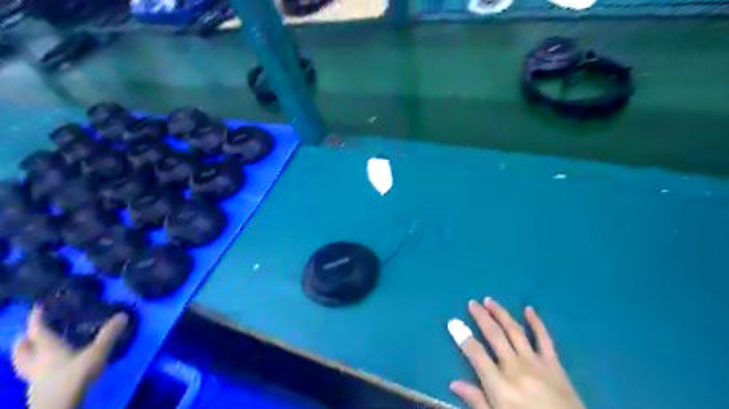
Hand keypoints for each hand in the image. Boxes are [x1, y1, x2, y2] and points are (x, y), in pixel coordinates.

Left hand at [10, 305, 128, 407]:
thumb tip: (123, 314)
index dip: (37, 317)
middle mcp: (35, 360)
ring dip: (26, 354)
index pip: (37, 329)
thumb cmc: (74, 375)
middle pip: (22, 348)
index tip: (40, 306)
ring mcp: (33, 377)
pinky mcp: (37, 388)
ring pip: (22, 362)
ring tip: (35, 348)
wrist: (58, 407)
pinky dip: (35, 367)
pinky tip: (47, 367)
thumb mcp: (97, 352)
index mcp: (46, 348)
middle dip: (25, 338)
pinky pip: (31, 373)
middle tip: (32, 331)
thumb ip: (109, 334)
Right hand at [445, 297, 584, 408]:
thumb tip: (454, 383)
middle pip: (494, 335)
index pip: (475, 353)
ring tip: (490, 300)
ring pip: (515, 331)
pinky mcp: (555, 365)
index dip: (462, 336)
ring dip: (501, 314)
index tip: (452, 322)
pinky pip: (544, 339)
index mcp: (500, 386)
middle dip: (481, 317)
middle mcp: (516, 368)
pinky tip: (529, 309)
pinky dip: (537, 323)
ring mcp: (537, 364)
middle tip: (472, 303)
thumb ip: (477, 402)